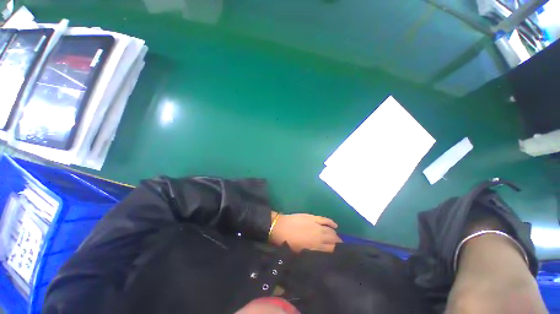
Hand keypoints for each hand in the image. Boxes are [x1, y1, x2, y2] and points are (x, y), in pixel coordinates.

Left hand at [269, 213, 341, 252]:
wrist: (280, 227)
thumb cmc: (288, 242)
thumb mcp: (300, 253)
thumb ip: (312, 253)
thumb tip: (321, 254)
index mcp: (315, 247)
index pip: (330, 250)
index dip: (335, 251)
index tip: (337, 253)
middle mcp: (318, 236)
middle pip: (332, 239)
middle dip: (337, 243)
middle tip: (339, 245)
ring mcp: (316, 225)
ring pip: (330, 231)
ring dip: (335, 234)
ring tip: (337, 237)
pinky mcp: (313, 217)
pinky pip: (325, 220)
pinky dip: (331, 222)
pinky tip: (335, 225)